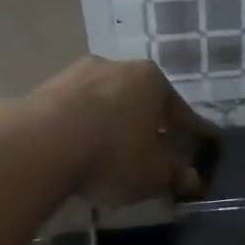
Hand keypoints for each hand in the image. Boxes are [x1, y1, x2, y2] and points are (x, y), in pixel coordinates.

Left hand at [29, 58, 217, 206]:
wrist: (41, 144)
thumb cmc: (114, 154)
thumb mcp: (154, 174)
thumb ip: (175, 174)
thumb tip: (192, 179)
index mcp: (153, 81)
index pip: (182, 112)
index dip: (194, 134)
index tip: (203, 147)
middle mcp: (117, 66)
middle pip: (142, 102)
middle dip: (150, 126)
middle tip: (157, 152)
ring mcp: (77, 74)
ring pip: (107, 104)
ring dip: (115, 126)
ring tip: (116, 154)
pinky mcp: (45, 89)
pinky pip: (78, 113)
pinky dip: (86, 129)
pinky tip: (85, 150)